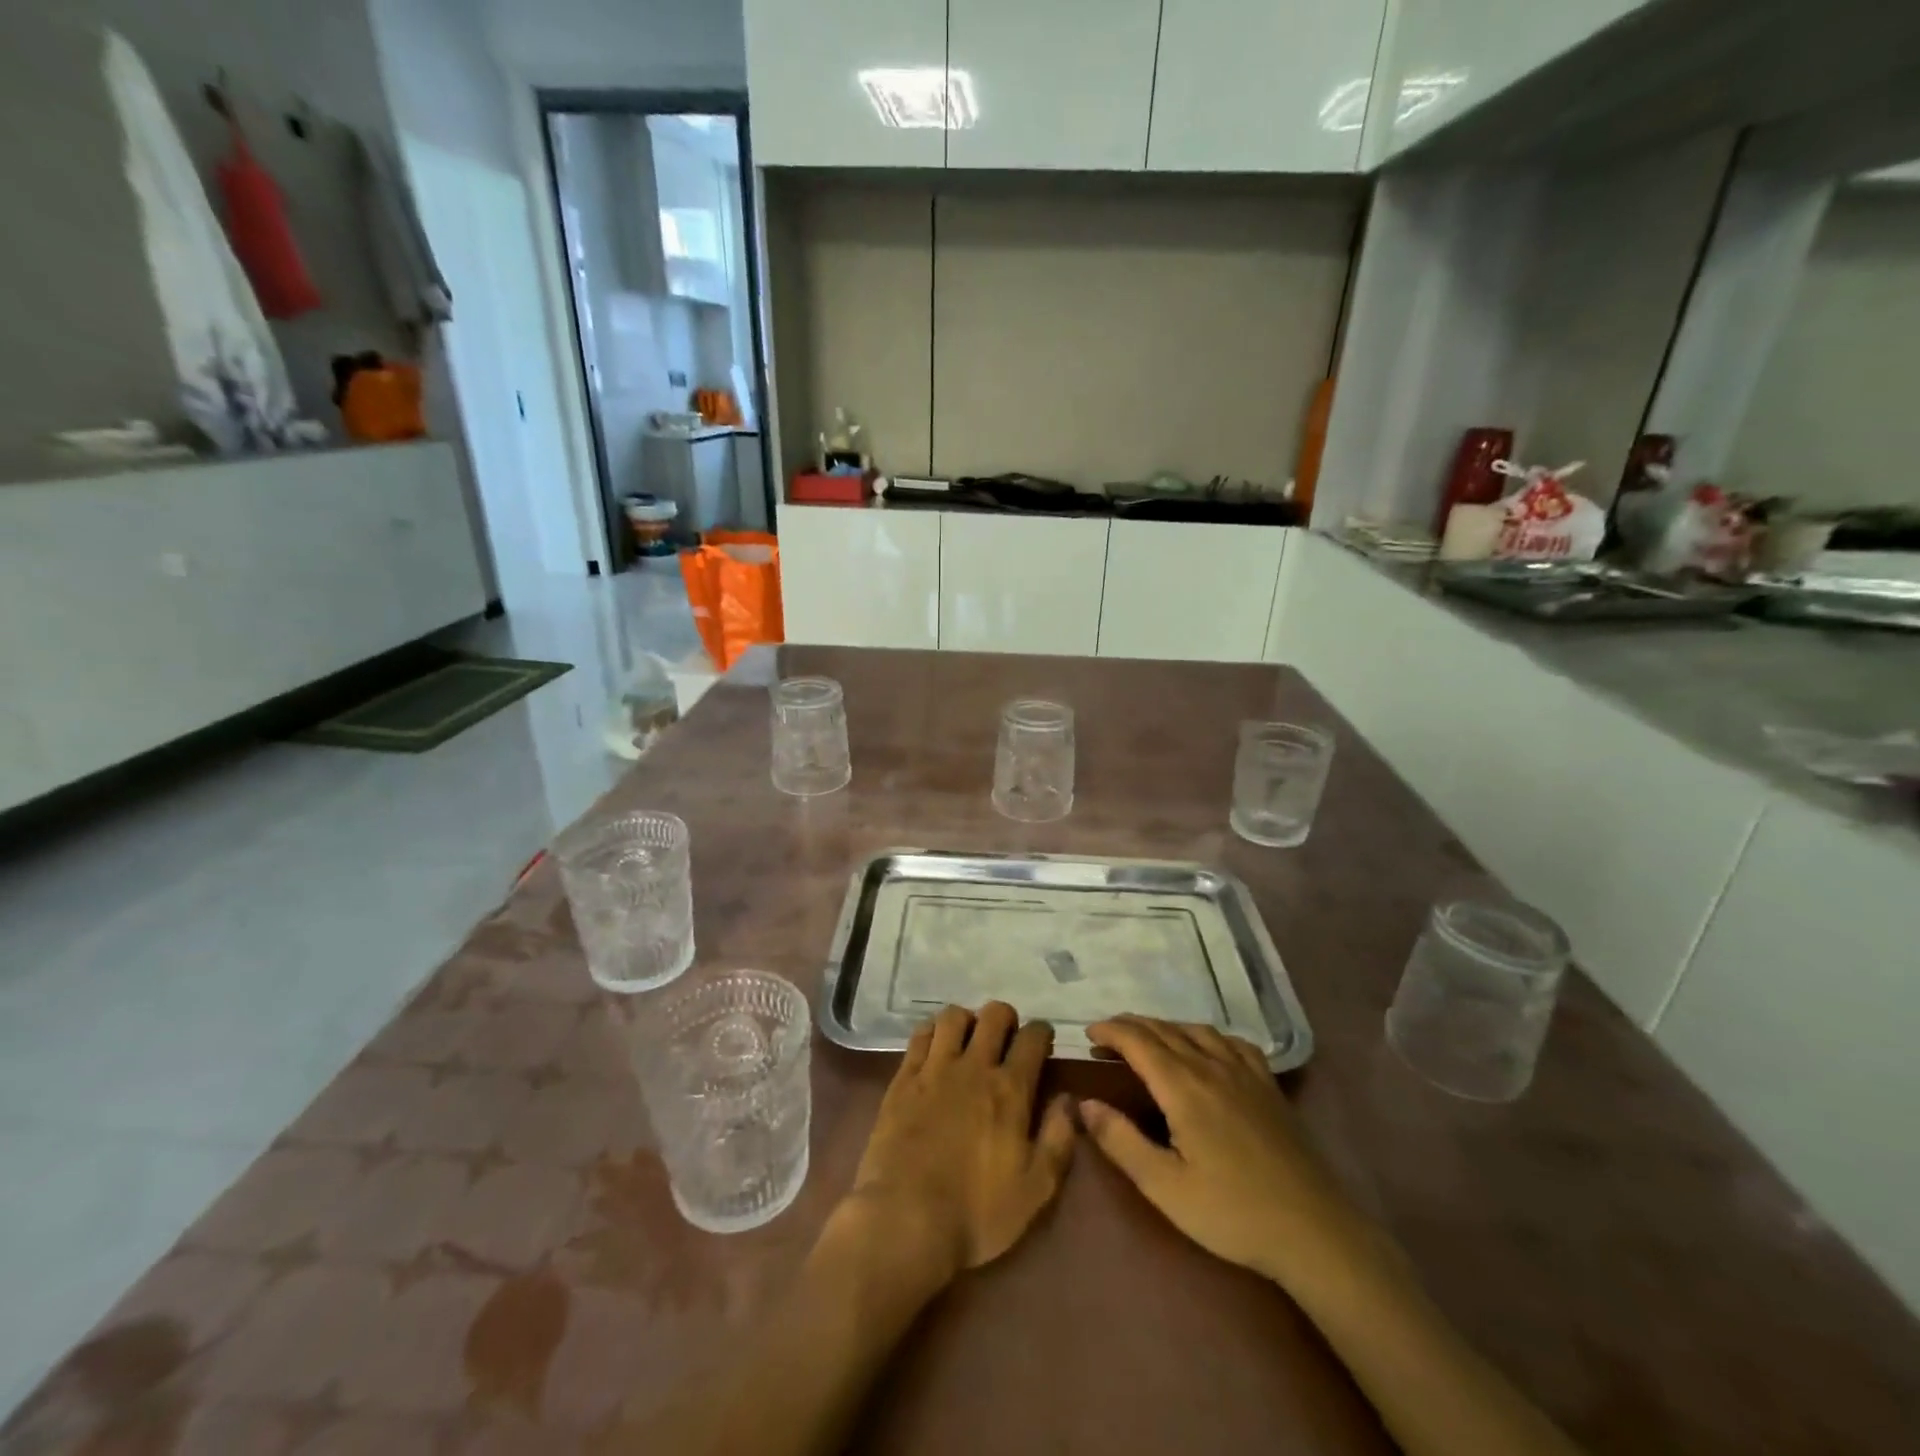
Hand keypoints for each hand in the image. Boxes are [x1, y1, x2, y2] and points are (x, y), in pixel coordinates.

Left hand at [842, 1003, 1074, 1286]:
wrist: (907, 1220)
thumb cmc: (978, 1213)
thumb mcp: (1035, 1189)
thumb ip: (1058, 1139)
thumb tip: (1069, 1100)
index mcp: (1010, 1090)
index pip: (1033, 1038)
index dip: (1042, 1033)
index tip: (1042, 1042)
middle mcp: (974, 1067)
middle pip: (994, 1015)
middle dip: (1006, 1018)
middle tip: (1006, 1038)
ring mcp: (935, 1069)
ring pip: (953, 1016)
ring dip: (967, 1021)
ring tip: (968, 1040)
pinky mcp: (903, 1079)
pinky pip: (920, 1036)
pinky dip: (932, 1032)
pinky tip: (935, 1047)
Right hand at [1081, 1016, 1373, 1290]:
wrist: (1314, 1232)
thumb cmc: (1232, 1213)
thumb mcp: (1165, 1187)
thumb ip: (1121, 1141)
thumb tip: (1084, 1103)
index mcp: (1183, 1087)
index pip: (1138, 1040)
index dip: (1110, 1030)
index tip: (1088, 1033)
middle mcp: (1211, 1066)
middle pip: (1164, 1030)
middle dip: (1131, 1026)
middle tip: (1106, 1036)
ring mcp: (1245, 1073)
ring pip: (1197, 1030)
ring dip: (1165, 1027)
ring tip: (1148, 1039)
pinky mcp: (1269, 1086)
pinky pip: (1233, 1043)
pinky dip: (1207, 1036)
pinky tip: (1206, 1048)